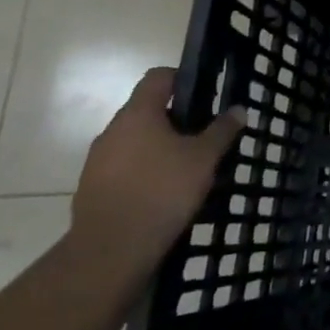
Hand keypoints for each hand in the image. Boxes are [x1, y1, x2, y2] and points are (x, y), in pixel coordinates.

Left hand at [68, 67, 242, 285]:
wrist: (110, 252)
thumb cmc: (162, 191)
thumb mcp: (203, 159)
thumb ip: (221, 131)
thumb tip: (239, 109)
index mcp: (138, 114)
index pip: (157, 77)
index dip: (181, 79)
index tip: (203, 96)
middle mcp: (112, 131)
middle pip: (146, 111)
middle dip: (174, 120)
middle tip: (201, 137)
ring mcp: (96, 162)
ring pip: (133, 142)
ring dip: (157, 149)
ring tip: (185, 170)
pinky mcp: (91, 191)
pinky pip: (122, 170)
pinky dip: (142, 174)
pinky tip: (162, 196)